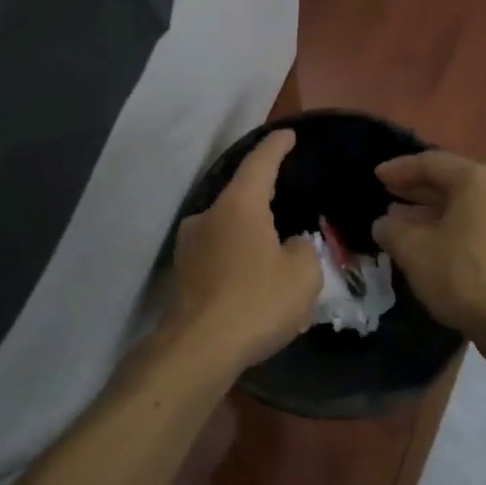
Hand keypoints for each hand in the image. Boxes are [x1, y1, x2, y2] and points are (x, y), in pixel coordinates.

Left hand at [163, 130, 322, 374]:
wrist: (199, 349)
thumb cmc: (257, 302)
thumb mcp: (303, 274)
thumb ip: (303, 249)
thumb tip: (290, 245)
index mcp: (239, 205)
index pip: (260, 162)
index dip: (277, 147)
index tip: (287, 135)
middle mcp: (208, 215)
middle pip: (241, 196)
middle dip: (264, 200)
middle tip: (287, 204)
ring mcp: (189, 245)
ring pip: (227, 228)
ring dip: (249, 235)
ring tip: (272, 252)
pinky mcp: (182, 273)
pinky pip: (217, 254)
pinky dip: (236, 259)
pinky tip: (252, 280)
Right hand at [371, 150, 485, 356]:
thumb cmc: (462, 276)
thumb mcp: (414, 250)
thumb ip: (392, 230)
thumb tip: (384, 223)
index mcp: (477, 181)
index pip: (431, 163)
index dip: (400, 169)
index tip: (376, 176)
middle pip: (452, 182)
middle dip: (417, 189)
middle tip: (388, 194)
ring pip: (465, 207)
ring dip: (432, 212)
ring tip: (402, 222)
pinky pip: (478, 227)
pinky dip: (452, 229)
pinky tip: (432, 246)